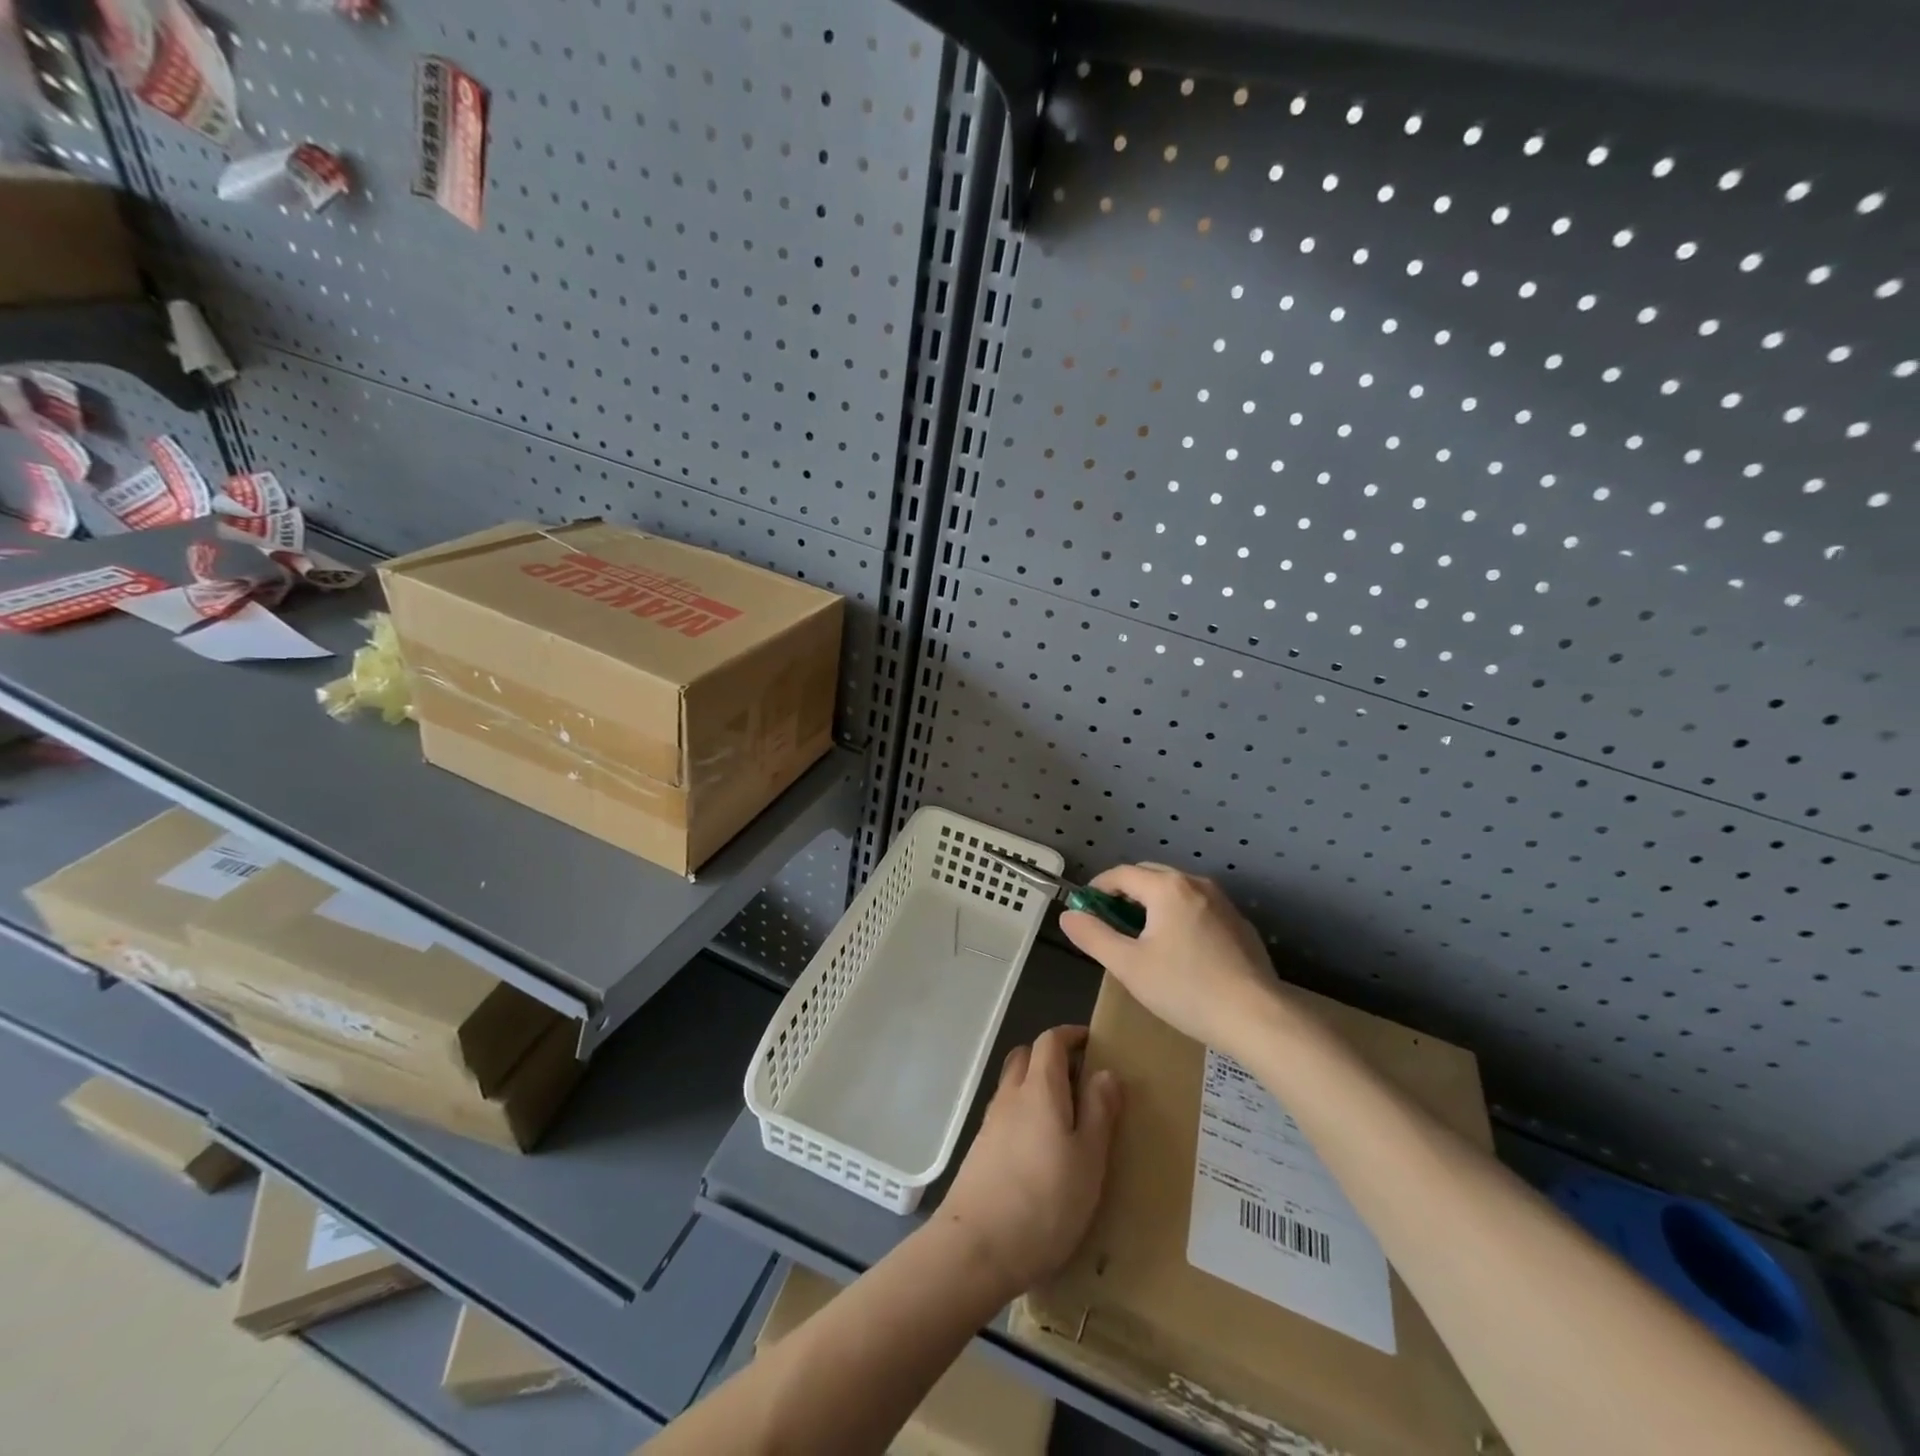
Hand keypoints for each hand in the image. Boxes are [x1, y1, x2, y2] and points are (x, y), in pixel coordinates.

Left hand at [937, 1026, 1120, 1299]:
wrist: (976, 1247)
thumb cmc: (1045, 1201)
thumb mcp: (1089, 1160)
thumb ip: (1098, 1112)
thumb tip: (1105, 1071)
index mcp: (1039, 1088)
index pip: (1050, 1041)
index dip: (1070, 1035)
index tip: (1093, 1043)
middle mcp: (1010, 1095)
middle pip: (1026, 1056)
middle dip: (1051, 1057)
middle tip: (1081, 1081)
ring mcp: (990, 1122)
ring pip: (1013, 1085)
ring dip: (1036, 1086)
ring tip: (1065, 1119)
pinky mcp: (979, 1150)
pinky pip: (1005, 1114)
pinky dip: (1024, 1114)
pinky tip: (1040, 1150)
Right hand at [1060, 863, 1284, 1054]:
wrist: (1257, 1018)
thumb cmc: (1185, 989)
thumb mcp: (1128, 966)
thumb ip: (1093, 936)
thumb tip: (1068, 915)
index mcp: (1166, 887)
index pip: (1121, 873)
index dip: (1097, 888)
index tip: (1084, 910)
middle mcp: (1196, 883)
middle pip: (1150, 876)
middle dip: (1124, 893)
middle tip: (1109, 924)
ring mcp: (1223, 902)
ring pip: (1176, 891)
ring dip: (1152, 904)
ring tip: (1142, 938)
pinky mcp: (1240, 924)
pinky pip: (1198, 908)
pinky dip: (1179, 917)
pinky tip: (1180, 952)